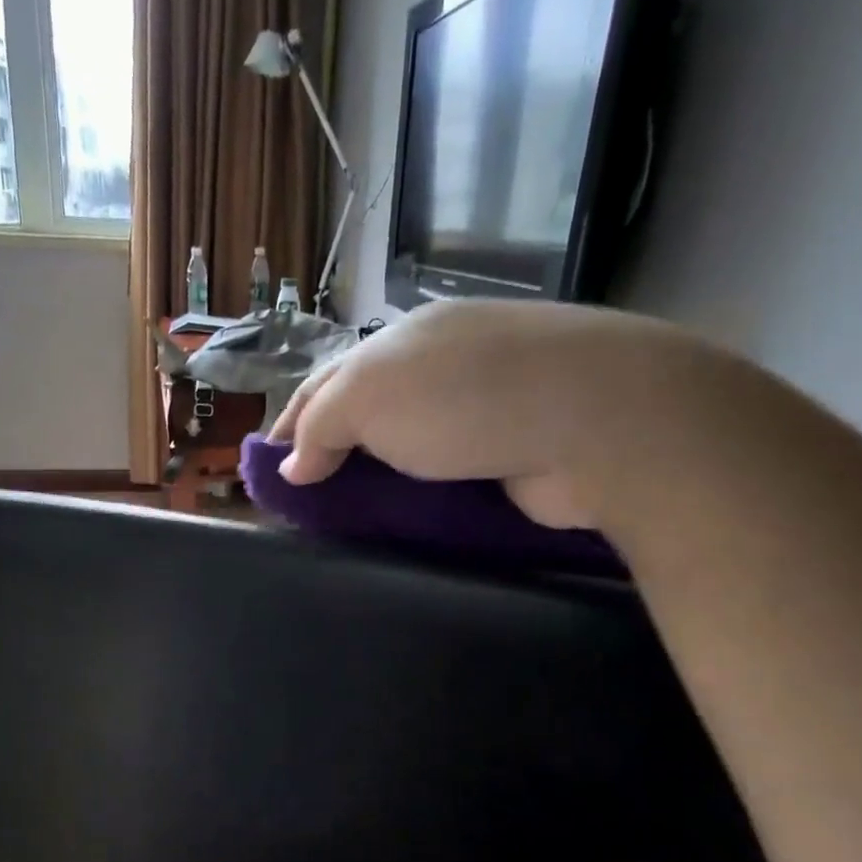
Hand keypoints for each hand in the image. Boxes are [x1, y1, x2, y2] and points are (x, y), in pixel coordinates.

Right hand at [271, 300, 720, 528]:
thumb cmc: (464, 397)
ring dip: (375, 480)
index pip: (327, 380)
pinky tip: (401, 520)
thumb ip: (323, 426)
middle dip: (331, 452)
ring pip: (408, 448)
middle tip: (305, 502)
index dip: (292, 422)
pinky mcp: (510, 452)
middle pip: (367, 413)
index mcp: (402, 341)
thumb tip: (292, 466)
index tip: (268, 467)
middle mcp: (440, 367)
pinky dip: (418, 497)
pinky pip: (446, 477)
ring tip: (345, 519)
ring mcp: (480, 409)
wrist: (593, 420)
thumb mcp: (369, 397)